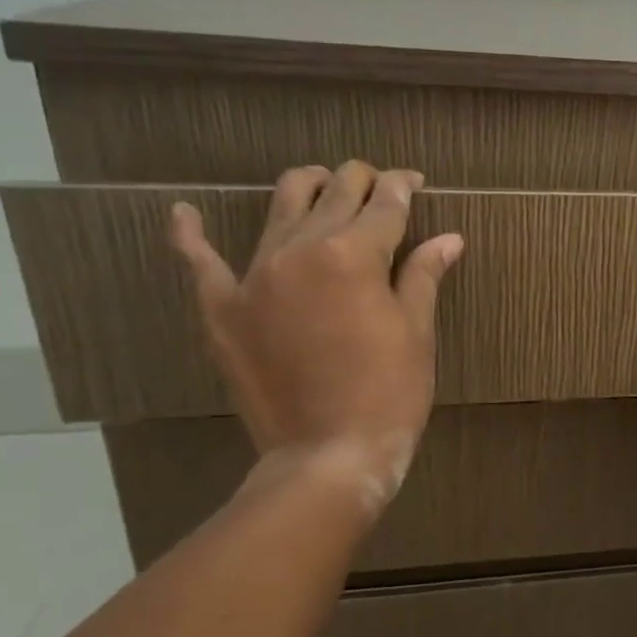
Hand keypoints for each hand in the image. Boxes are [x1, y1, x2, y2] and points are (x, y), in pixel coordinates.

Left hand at [170, 161, 463, 507]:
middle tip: (381, 187)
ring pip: (281, 207)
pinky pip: (199, 260)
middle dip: (362, 180)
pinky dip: (191, 233)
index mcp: (354, 254)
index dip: (404, 186)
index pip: (385, 203)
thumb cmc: (390, 394)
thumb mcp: (417, 332)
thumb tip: (449, 237)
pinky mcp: (222, 308)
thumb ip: (424, 275)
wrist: (327, 455)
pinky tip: (186, 213)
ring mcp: (254, 276)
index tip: (415, 182)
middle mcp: (301, 250)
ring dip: (308, 186)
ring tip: (324, 185)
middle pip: (335, 193)